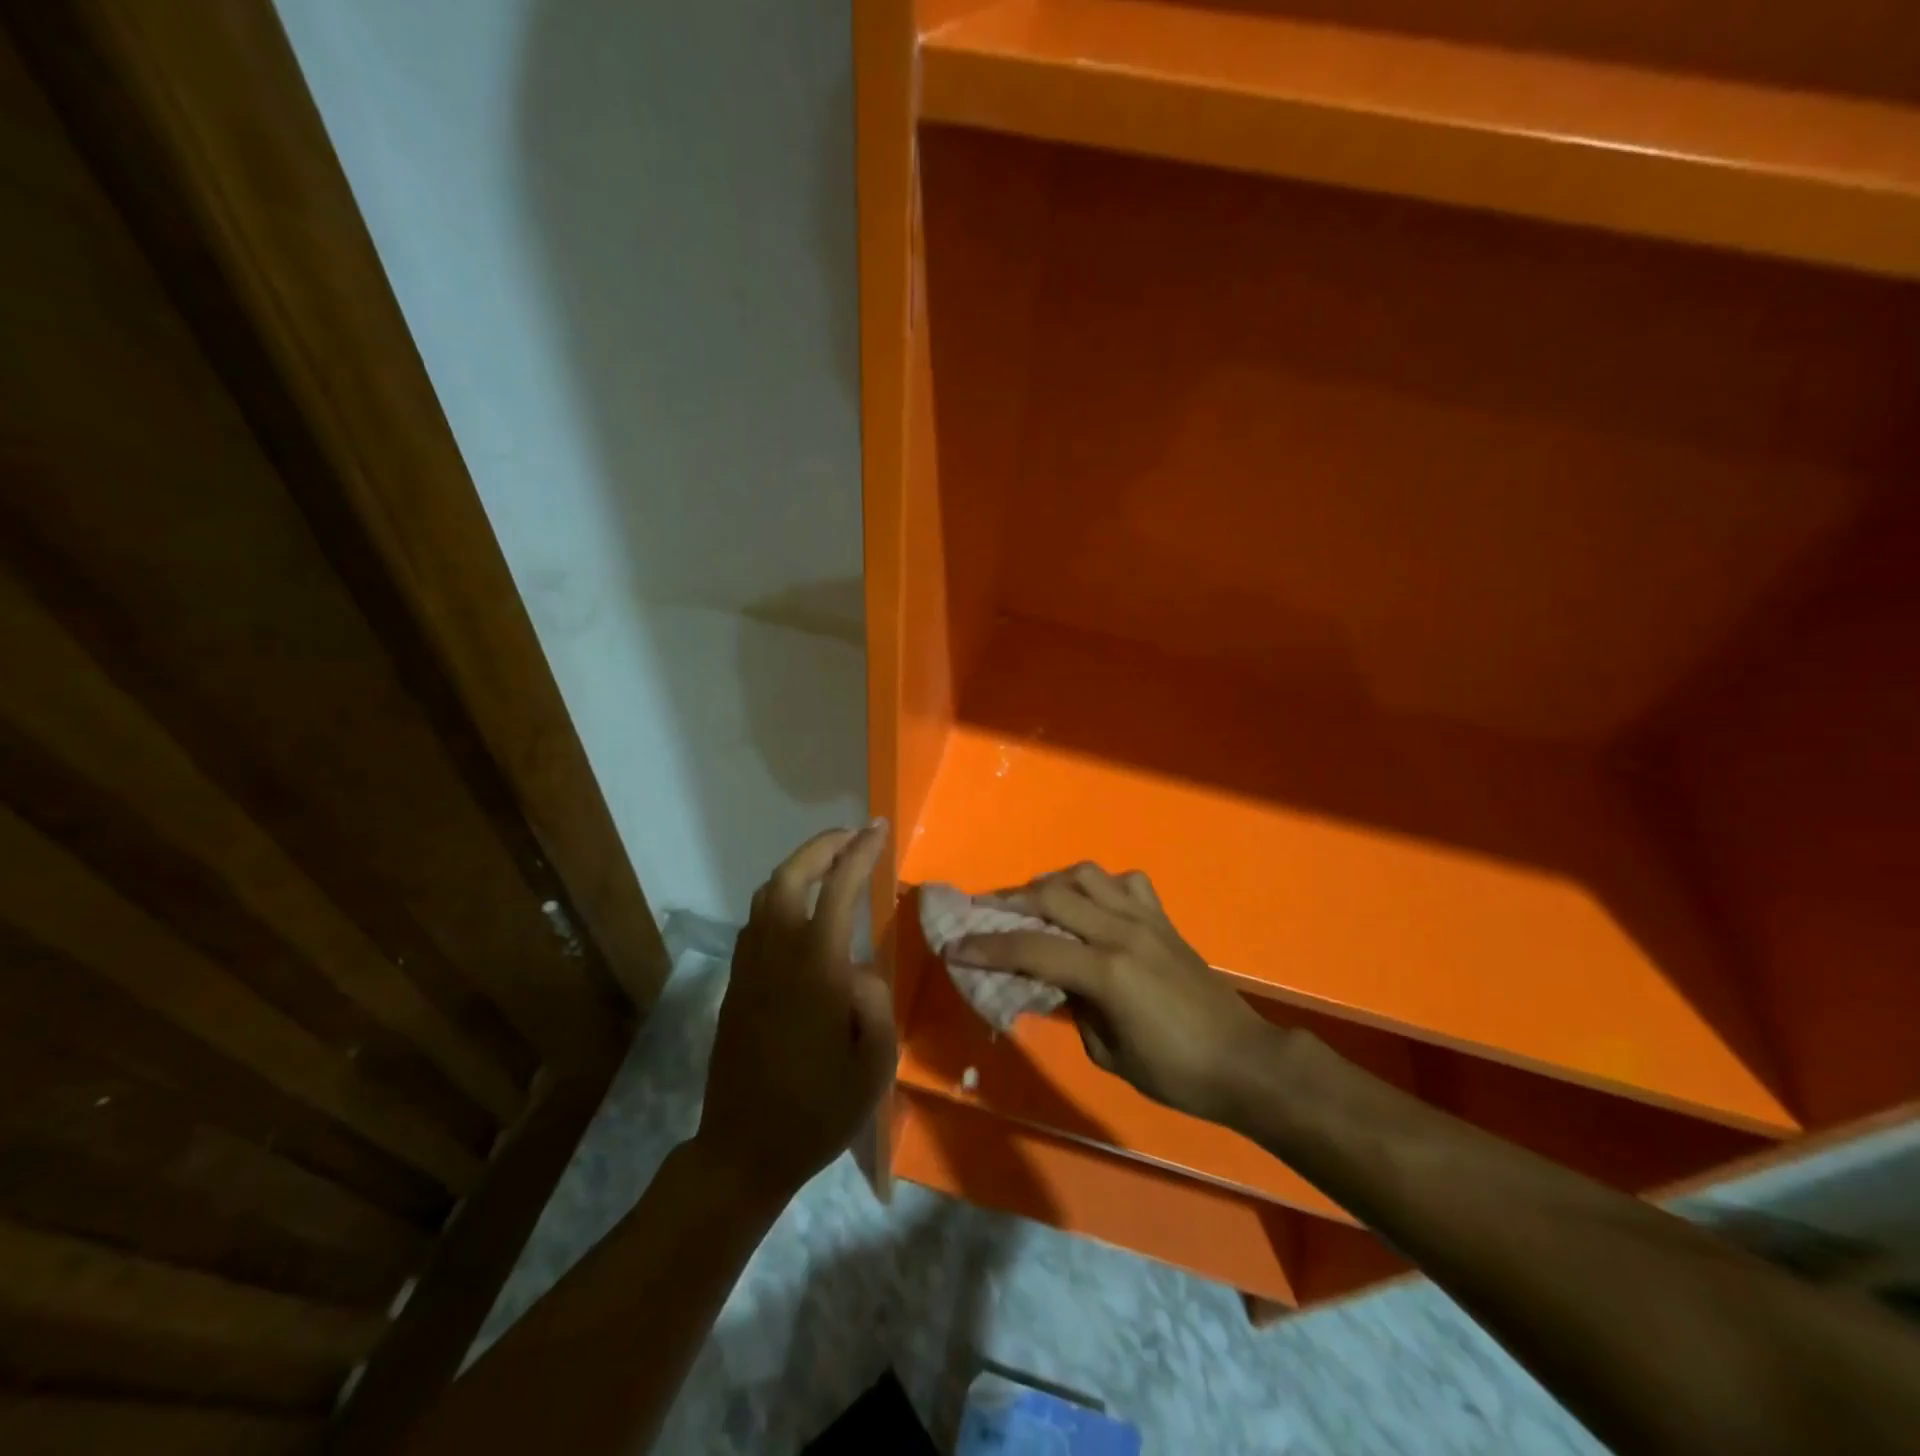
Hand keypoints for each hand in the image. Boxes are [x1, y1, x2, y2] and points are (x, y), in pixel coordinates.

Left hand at [697, 823, 896, 1205]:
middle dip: (823, 846)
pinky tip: (799, 909)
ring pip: (766, 893)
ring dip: (799, 866)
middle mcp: (776, 955)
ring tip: (830, 863)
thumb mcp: (873, 1064)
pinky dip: (780, 895)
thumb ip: (874, 1000)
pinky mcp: (735, 983)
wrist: (744, 1151)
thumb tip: (858, 966)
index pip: (838, 890)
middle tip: (853, 836)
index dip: (860, 853)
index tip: (878, 829)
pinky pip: (755, 920)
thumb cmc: (818, 1111)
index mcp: (816, 969)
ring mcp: (749, 967)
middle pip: (791, 876)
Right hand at [954, 863, 1272, 1122]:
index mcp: (1106, 972)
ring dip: (1051, 883)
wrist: (1243, 1062)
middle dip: (1008, 901)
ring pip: (1086, 875)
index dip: (986, 947)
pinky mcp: (1163, 919)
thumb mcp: (1109, 1053)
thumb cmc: (1176, 1073)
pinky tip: (1091, 905)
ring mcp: (1145, 919)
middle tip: (981, 910)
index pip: (1030, 948)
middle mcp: (1121, 932)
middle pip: (1052, 895)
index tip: (954, 946)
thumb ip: (1074, 1008)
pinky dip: (1099, 886)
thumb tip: (1054, 982)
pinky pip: (1125, 883)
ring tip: (1033, 903)